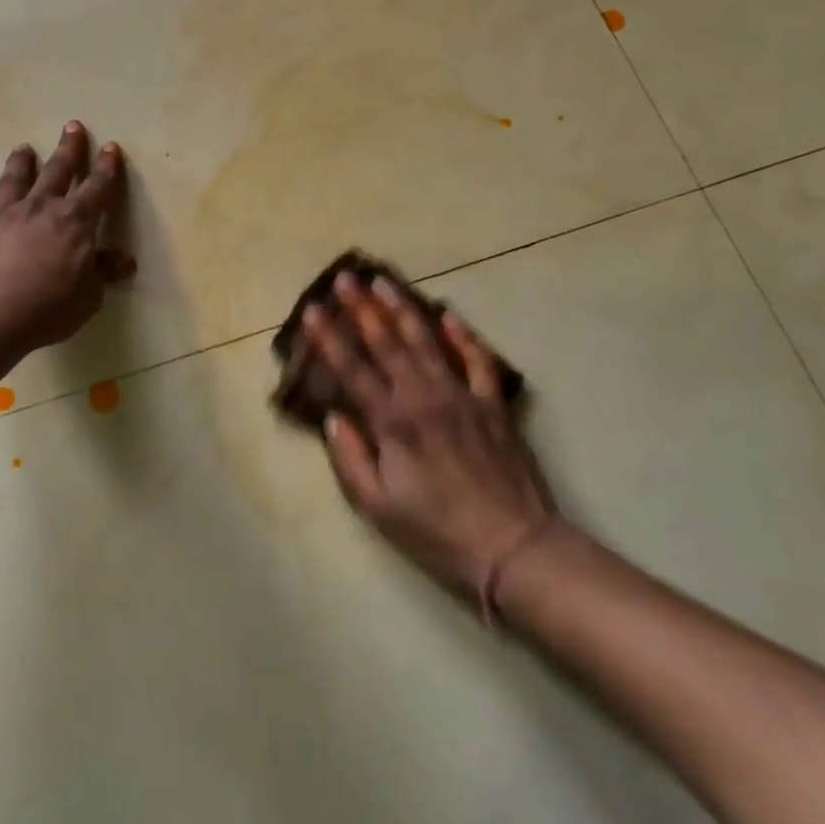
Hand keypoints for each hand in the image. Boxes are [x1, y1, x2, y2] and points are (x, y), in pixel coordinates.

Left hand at [0, 122, 130, 354]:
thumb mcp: (88, 297)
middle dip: (68, 149)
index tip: (110, 147)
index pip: (97, 188)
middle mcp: (39, 208)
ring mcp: (1, 216)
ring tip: (24, 147)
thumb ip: (103, 273)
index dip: (106, 168)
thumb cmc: (45, 310)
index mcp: (74, 222)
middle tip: (72, 126)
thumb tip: (124, 261)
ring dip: (20, 162)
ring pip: (14, 179)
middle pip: (57, 171)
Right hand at [302, 273, 561, 597]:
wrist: (512, 545)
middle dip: (363, 308)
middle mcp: (423, 396)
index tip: (312, 309)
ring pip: (426, 341)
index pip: (352, 370)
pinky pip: (477, 360)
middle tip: (346, 278)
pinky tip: (449, 314)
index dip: (328, 338)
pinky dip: (463, 335)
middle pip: (387, 343)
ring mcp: (460, 395)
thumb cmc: (437, 530)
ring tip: (384, 281)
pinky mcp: (491, 403)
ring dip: (402, 308)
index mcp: (392, 421)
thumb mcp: (378, 507)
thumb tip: (333, 418)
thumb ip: (350, 459)